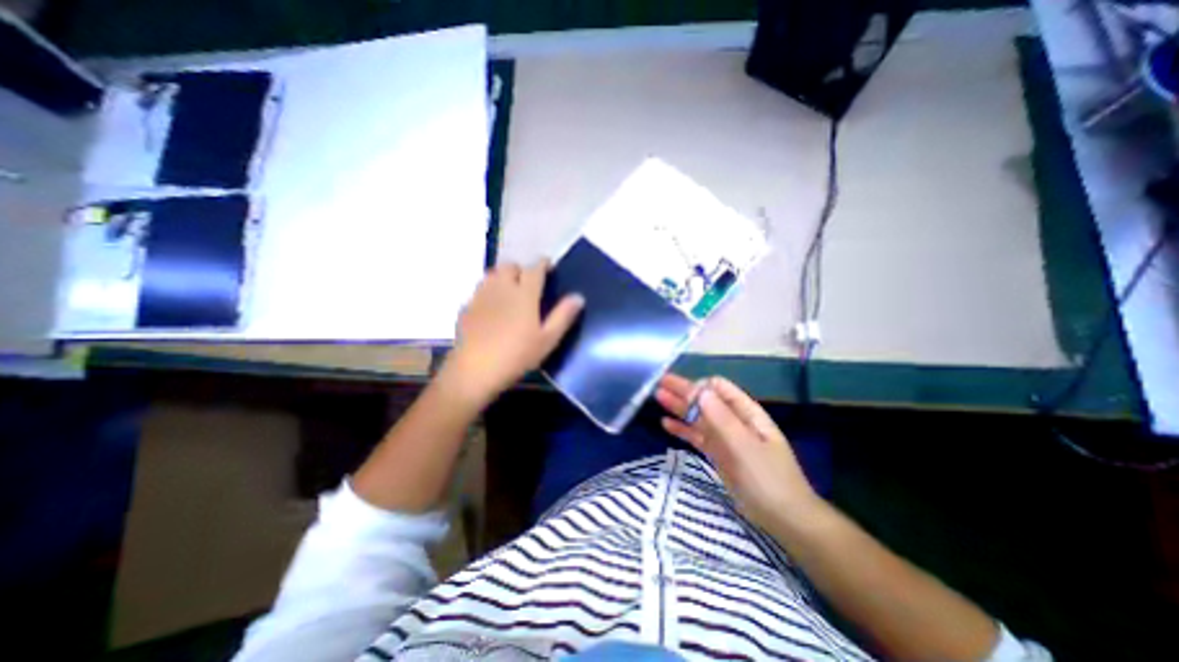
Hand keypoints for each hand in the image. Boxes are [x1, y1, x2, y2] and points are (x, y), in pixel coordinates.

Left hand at [443, 260, 583, 406]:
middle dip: (521, 269)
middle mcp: (502, 288)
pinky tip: (491, 307)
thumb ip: (563, 316)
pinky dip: (489, 291)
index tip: (548, 266)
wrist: (475, 370)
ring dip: (503, 277)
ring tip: (510, 291)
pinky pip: (479, 289)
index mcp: (524, 294)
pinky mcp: (467, 307)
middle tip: (528, 283)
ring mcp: (481, 296)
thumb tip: (578, 297)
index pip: (535, 268)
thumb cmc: (517, 355)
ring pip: (492, 274)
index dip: (543, 264)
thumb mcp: (547, 339)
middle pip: (510, 266)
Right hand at [653, 376, 821, 529]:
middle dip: (683, 391)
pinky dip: (682, 429)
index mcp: (746, 412)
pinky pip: (697, 436)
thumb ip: (722, 418)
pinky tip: (666, 424)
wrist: (783, 518)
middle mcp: (733, 420)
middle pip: (705, 400)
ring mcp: (725, 438)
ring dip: (679, 407)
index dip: (699, 385)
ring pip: (698, 417)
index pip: (719, 388)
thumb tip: (699, 390)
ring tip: (658, 397)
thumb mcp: (745, 446)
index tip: (679, 391)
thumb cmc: (768, 478)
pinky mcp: (718, 454)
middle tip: (659, 383)